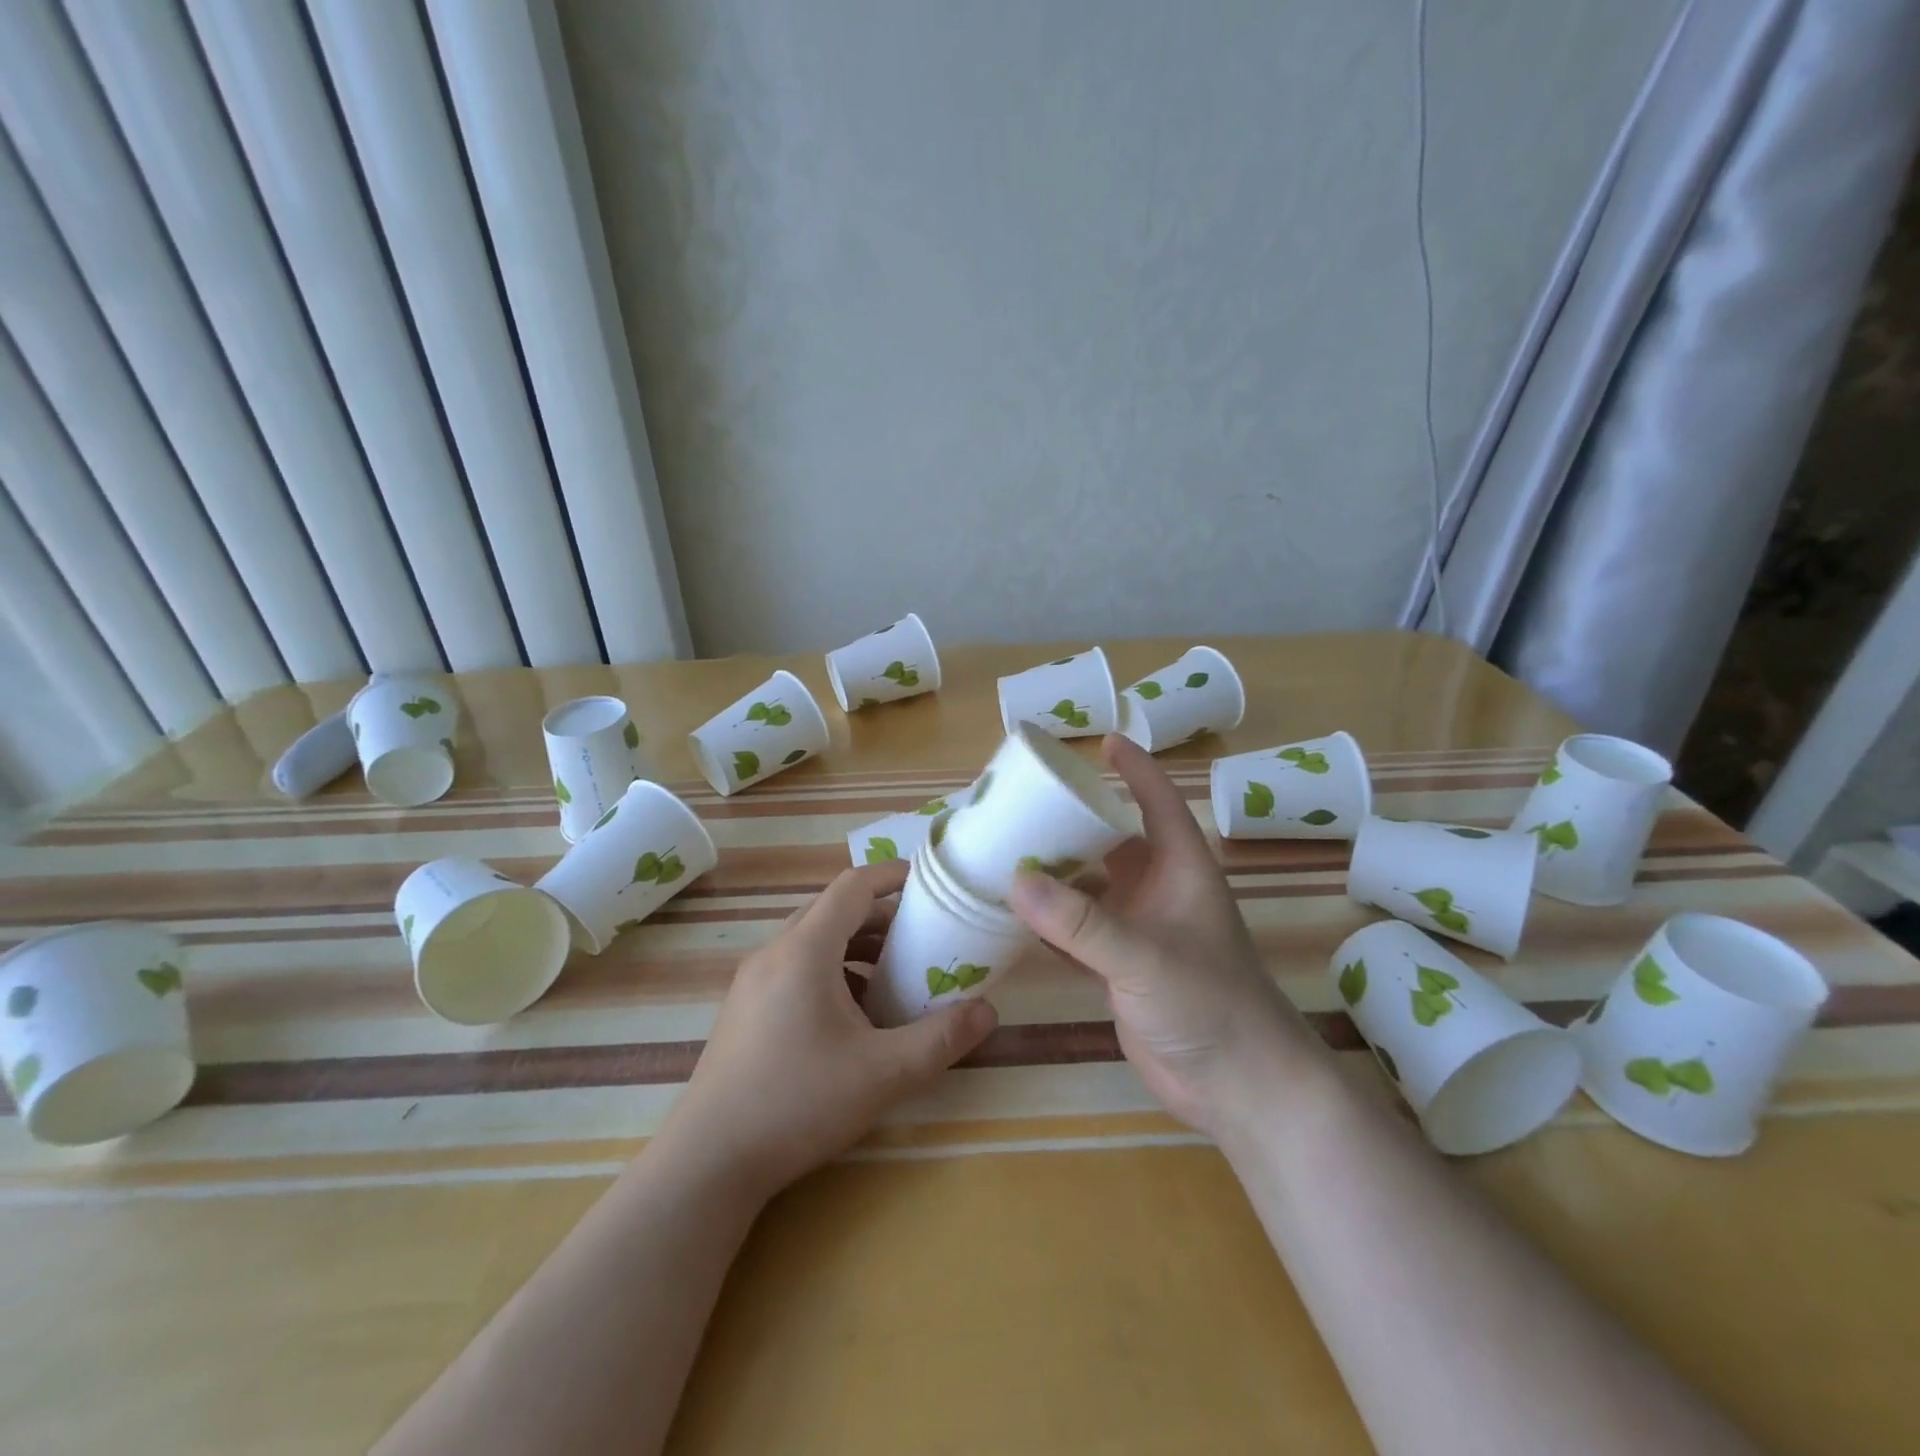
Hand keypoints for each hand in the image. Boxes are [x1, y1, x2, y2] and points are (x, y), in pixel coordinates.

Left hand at [660, 861, 998, 1200]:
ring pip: (812, 940)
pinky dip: (831, 970)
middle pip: (833, 910)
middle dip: (881, 915)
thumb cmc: (798, 1102)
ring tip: (894, 975)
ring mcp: (753, 981)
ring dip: (855, 945)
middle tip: (923, 936)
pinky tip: (853, 1014)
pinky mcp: (744, 1008)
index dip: (892, 876)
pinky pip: (795, 967)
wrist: (708, 1162)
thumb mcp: (883, 1073)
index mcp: (805, 949)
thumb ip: (941, 1039)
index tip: (929, 884)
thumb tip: (989, 1011)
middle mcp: (774, 951)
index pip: (853, 886)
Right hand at [1009, 735, 1323, 1138]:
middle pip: (1113, 843)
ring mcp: (1139, 932)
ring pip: (1090, 889)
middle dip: (1074, 822)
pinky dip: (1049, 923)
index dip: (1135, 769)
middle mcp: (1159, 893)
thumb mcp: (1145, 957)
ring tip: (1005, 853)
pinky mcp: (1120, 970)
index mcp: (1181, 871)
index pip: (1158, 803)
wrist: (1240, 1088)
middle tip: (1024, 803)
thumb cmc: (1209, 1005)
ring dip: (1055, 875)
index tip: (1103, 741)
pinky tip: (1012, 916)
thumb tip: (1015, 880)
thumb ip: (1082, 923)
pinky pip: (1077, 933)